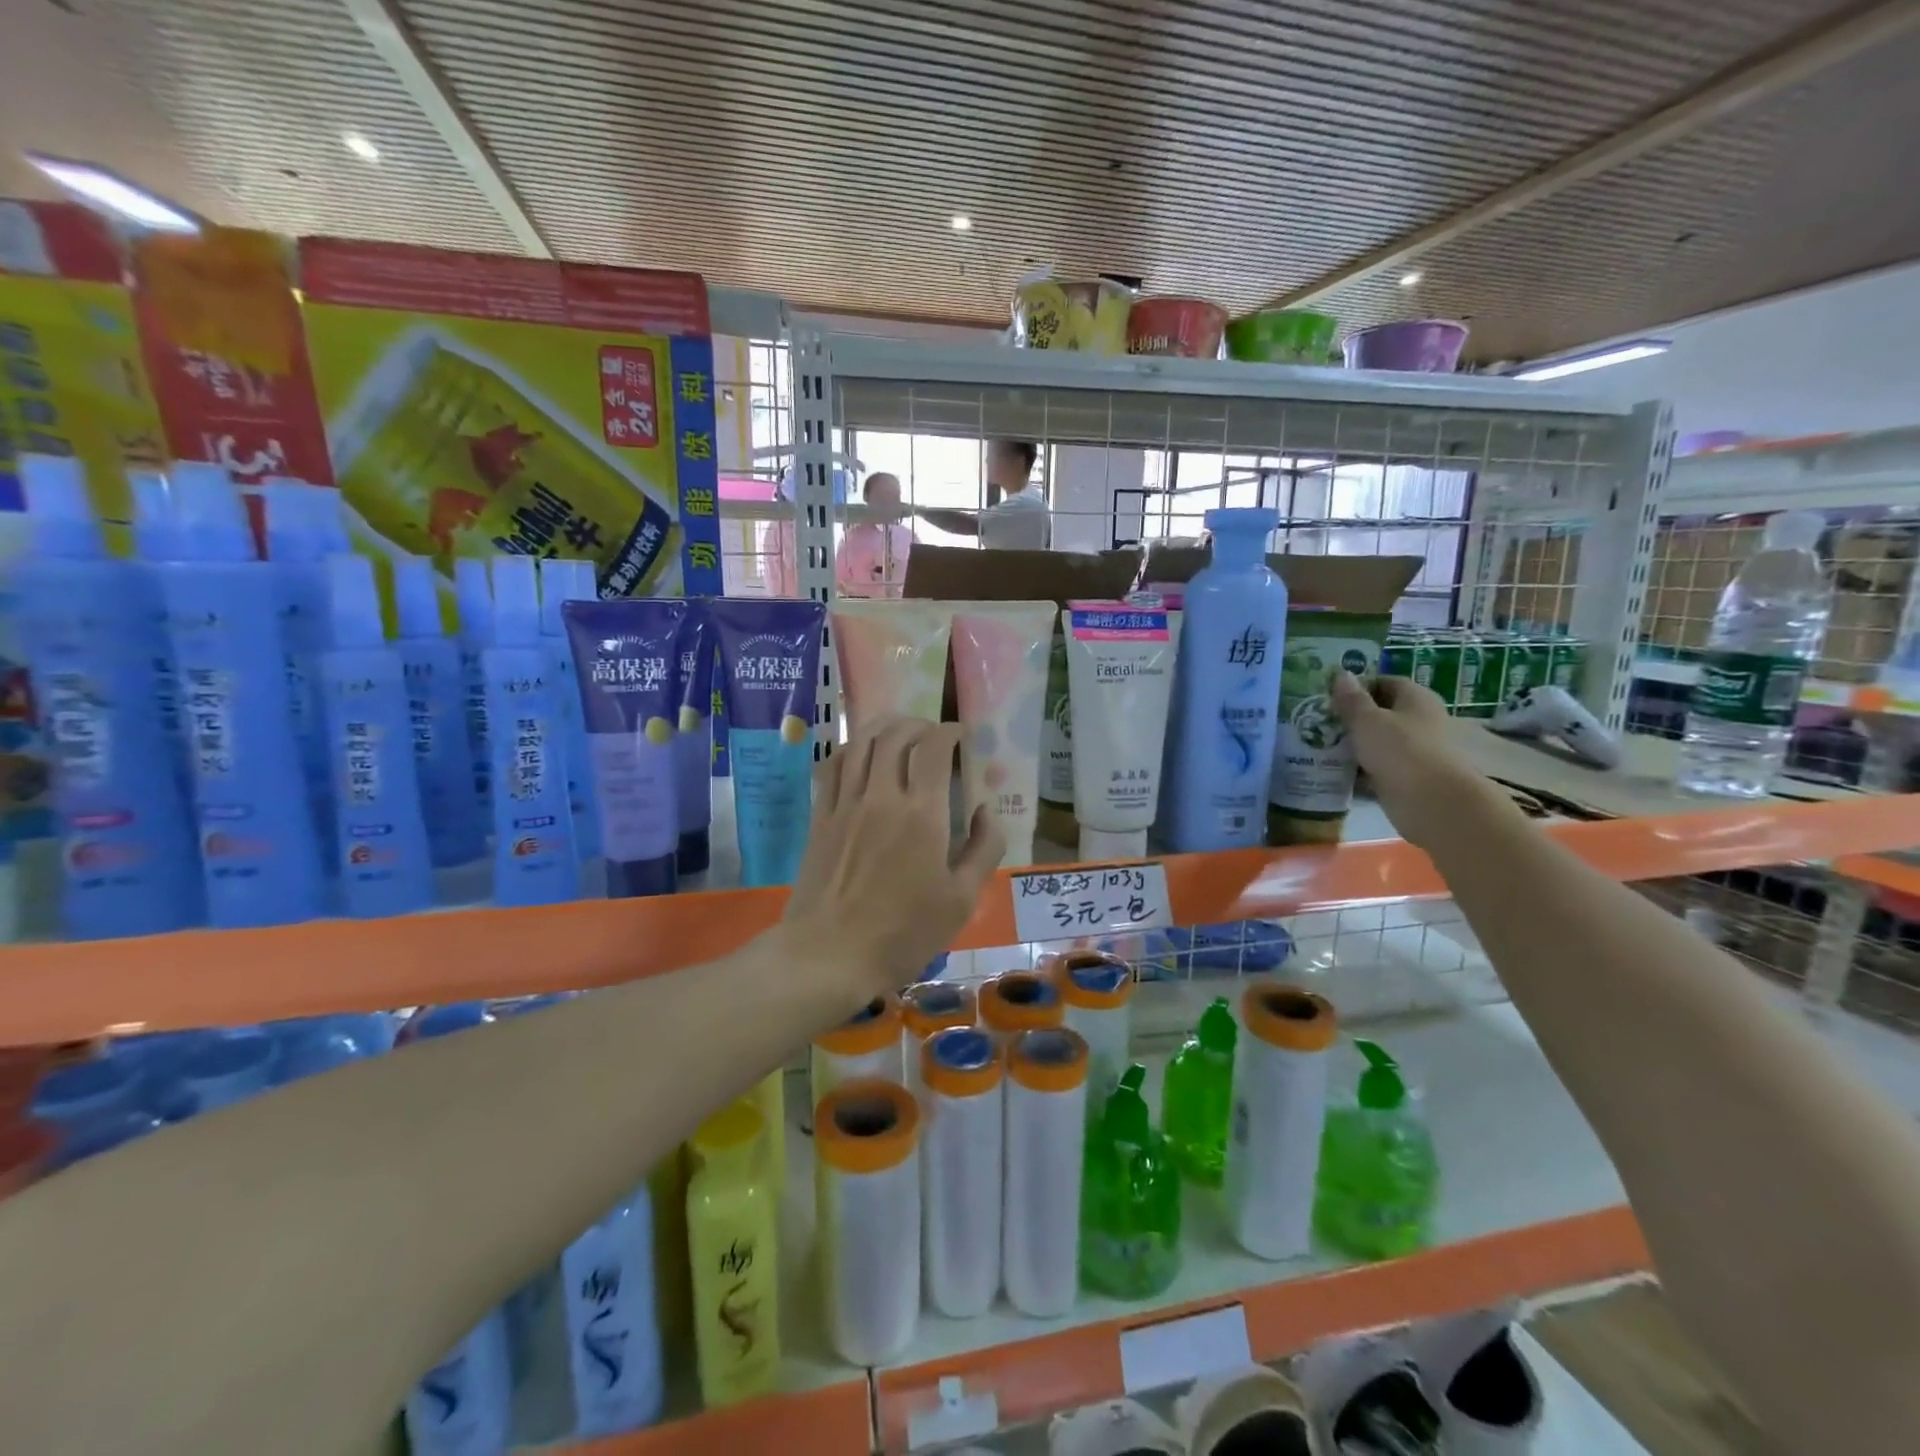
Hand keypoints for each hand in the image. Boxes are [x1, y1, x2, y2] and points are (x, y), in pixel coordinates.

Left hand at [783, 719, 1004, 995]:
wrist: (829, 956)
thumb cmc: (903, 933)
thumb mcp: (961, 900)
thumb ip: (984, 849)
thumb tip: (987, 810)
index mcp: (922, 815)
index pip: (933, 747)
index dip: (950, 732)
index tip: (961, 736)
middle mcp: (881, 797)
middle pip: (895, 735)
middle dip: (918, 725)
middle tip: (933, 735)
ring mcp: (845, 804)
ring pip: (861, 743)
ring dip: (883, 728)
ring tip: (899, 734)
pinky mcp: (820, 817)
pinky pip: (832, 766)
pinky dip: (849, 749)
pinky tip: (859, 754)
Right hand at [1329, 672, 1507, 851]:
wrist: (1431, 802)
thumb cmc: (1399, 750)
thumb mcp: (1367, 720)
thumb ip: (1351, 699)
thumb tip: (1340, 674)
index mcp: (1416, 699)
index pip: (1385, 682)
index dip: (1358, 686)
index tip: (1330, 696)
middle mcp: (1420, 720)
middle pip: (1381, 712)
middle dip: (1352, 717)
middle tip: (1319, 721)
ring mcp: (1415, 750)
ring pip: (1378, 741)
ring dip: (1353, 744)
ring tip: (1320, 745)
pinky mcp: (1407, 776)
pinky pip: (1378, 766)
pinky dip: (1359, 768)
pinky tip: (1334, 770)